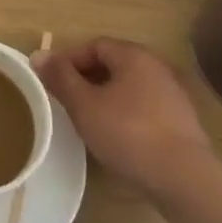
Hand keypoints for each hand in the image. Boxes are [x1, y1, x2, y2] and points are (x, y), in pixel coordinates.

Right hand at [34, 39, 216, 206]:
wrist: (182, 177)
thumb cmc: (127, 133)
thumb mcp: (84, 105)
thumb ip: (60, 78)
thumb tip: (38, 54)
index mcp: (134, 56)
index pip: (94, 45)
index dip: (69, 60)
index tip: (51, 82)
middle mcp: (157, 67)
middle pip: (113, 64)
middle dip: (85, 79)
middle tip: (65, 101)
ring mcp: (172, 94)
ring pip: (128, 87)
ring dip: (104, 97)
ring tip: (86, 120)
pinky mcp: (180, 121)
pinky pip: (143, 107)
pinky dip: (123, 113)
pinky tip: (114, 136)